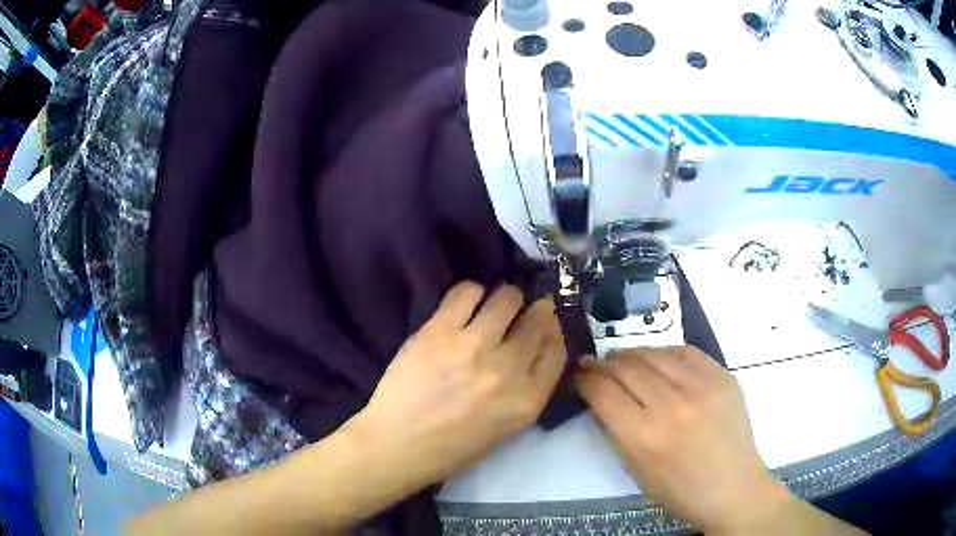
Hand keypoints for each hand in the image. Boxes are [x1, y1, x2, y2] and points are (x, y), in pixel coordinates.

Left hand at [347, 282, 566, 488]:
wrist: (397, 445)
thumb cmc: (451, 447)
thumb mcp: (505, 429)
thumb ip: (524, 391)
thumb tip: (529, 352)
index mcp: (528, 400)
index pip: (556, 351)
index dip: (554, 331)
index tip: (546, 323)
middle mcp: (508, 369)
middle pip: (537, 321)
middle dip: (536, 310)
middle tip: (524, 308)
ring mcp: (473, 347)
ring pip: (506, 299)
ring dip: (506, 298)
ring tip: (493, 303)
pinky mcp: (439, 331)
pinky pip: (466, 292)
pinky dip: (471, 292)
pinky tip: (466, 302)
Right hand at [576, 346, 780, 532]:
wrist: (733, 487)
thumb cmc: (680, 490)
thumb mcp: (636, 470)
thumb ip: (616, 431)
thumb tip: (600, 397)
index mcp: (644, 437)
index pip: (604, 392)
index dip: (585, 380)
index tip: (579, 376)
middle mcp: (671, 405)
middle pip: (626, 368)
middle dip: (602, 364)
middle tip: (592, 363)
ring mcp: (701, 387)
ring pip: (654, 354)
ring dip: (630, 353)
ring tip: (619, 357)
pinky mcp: (722, 376)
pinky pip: (686, 352)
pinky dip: (664, 352)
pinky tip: (656, 357)